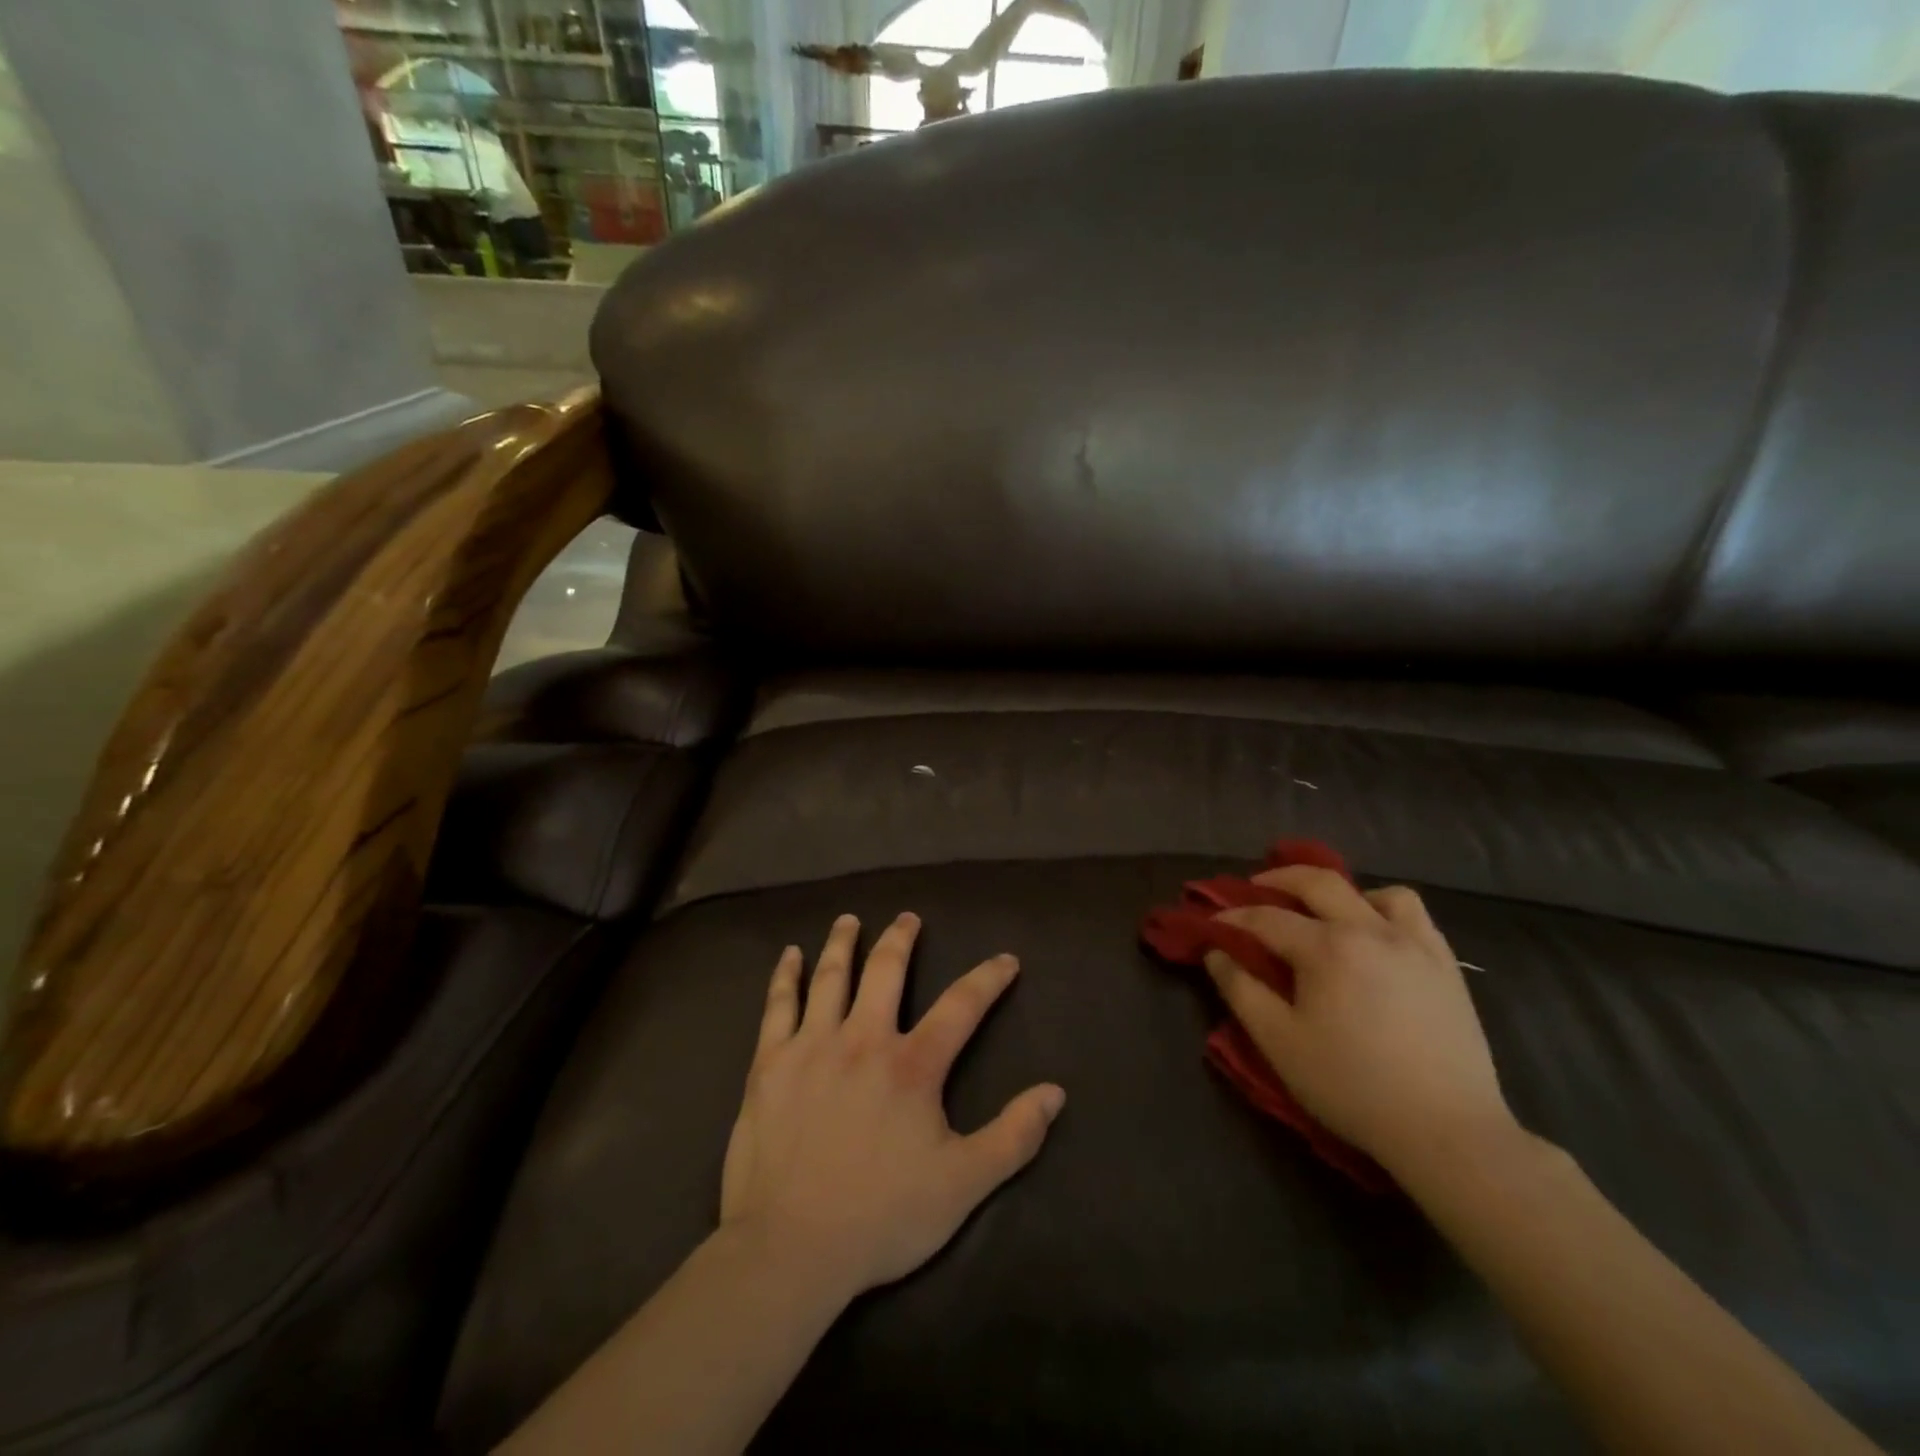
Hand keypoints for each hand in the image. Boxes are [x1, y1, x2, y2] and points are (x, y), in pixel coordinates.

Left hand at [719, 913, 1065, 1304]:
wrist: (790, 1249)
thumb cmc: (882, 1217)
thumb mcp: (963, 1185)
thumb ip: (1013, 1136)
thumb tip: (1055, 1092)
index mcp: (912, 1066)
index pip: (961, 1006)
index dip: (988, 978)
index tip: (1006, 960)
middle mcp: (863, 1039)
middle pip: (886, 971)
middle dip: (901, 939)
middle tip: (909, 918)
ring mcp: (812, 1046)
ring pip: (831, 977)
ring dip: (844, 943)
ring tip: (850, 920)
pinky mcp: (770, 1063)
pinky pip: (778, 1006)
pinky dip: (785, 976)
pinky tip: (789, 956)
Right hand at [1204, 868, 1515, 1178]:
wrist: (1447, 1130)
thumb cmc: (1352, 1086)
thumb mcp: (1279, 1042)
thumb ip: (1241, 991)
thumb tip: (1217, 953)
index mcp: (1326, 948)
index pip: (1266, 918)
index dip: (1232, 917)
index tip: (1212, 925)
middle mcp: (1369, 930)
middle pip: (1317, 883)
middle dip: (1278, 879)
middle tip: (1255, 889)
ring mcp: (1414, 943)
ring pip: (1374, 891)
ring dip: (1341, 893)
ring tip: (1326, 913)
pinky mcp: (1445, 964)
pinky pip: (1414, 914)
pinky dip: (1386, 910)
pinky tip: (1376, 934)